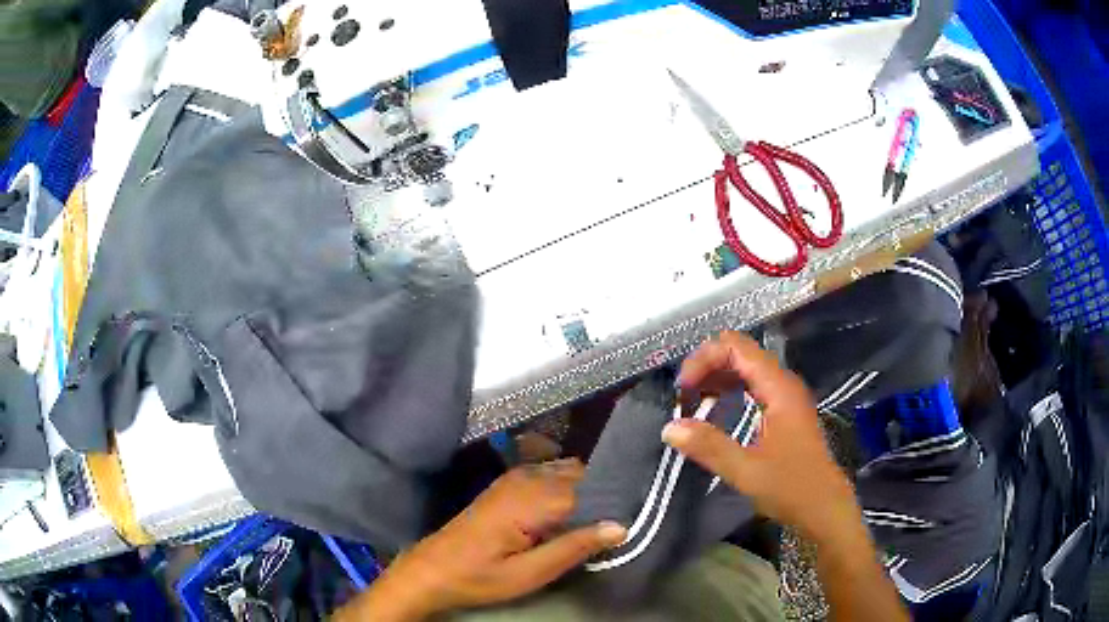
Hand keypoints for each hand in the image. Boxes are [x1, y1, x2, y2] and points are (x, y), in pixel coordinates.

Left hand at [339, 459, 626, 620]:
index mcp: (533, 499)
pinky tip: (575, 508)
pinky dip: (567, 485)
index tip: (642, 506)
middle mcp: (526, 478)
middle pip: (581, 473)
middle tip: (627, 513)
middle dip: (604, 489)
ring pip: (566, 470)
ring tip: (608, 511)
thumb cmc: (480, 576)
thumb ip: (574, 547)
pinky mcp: (507, 484)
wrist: (433, 569)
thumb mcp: (530, 573)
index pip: (591, 486)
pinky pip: (548, 473)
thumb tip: (620, 526)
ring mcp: (514, 478)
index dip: (617, 496)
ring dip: (587, 487)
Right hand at [662, 331, 858, 540]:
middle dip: (707, 366)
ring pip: (746, 369)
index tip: (682, 389)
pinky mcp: (784, 412)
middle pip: (741, 353)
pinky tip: (714, 412)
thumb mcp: (746, 471)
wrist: (824, 507)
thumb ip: (709, 446)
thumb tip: (669, 427)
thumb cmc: (791, 488)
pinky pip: (753, 387)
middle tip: (682, 395)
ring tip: (691, 403)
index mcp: (778, 388)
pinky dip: (730, 391)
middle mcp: (783, 383)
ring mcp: (786, 397)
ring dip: (717, 379)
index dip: (705, 358)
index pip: (736, 347)